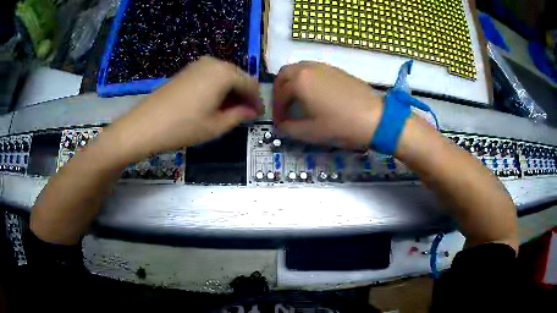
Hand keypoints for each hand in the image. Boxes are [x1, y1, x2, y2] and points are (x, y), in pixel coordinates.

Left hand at [107, 56, 263, 160]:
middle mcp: (213, 62)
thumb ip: (239, 115)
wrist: (145, 125)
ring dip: (230, 92)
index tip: (258, 115)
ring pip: (223, 77)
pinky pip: (210, 77)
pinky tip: (212, 104)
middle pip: (238, 77)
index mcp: (225, 73)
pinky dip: (216, 89)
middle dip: (244, 96)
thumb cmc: (184, 127)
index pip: (251, 84)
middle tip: (244, 115)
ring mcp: (197, 65)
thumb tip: (252, 111)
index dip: (257, 101)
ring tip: (228, 112)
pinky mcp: (186, 71)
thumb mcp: (216, 126)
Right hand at [273, 61, 382, 149]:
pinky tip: (315, 94)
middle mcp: (308, 68)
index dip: (277, 111)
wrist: (375, 118)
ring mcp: (324, 67)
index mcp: (299, 81)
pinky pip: (314, 70)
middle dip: (280, 90)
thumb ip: (289, 129)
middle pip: (285, 74)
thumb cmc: (340, 125)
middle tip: (283, 106)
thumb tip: (281, 127)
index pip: (279, 94)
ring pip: (300, 69)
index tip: (280, 124)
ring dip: (293, 82)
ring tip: (297, 100)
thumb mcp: (310, 132)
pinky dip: (307, 79)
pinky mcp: (337, 70)